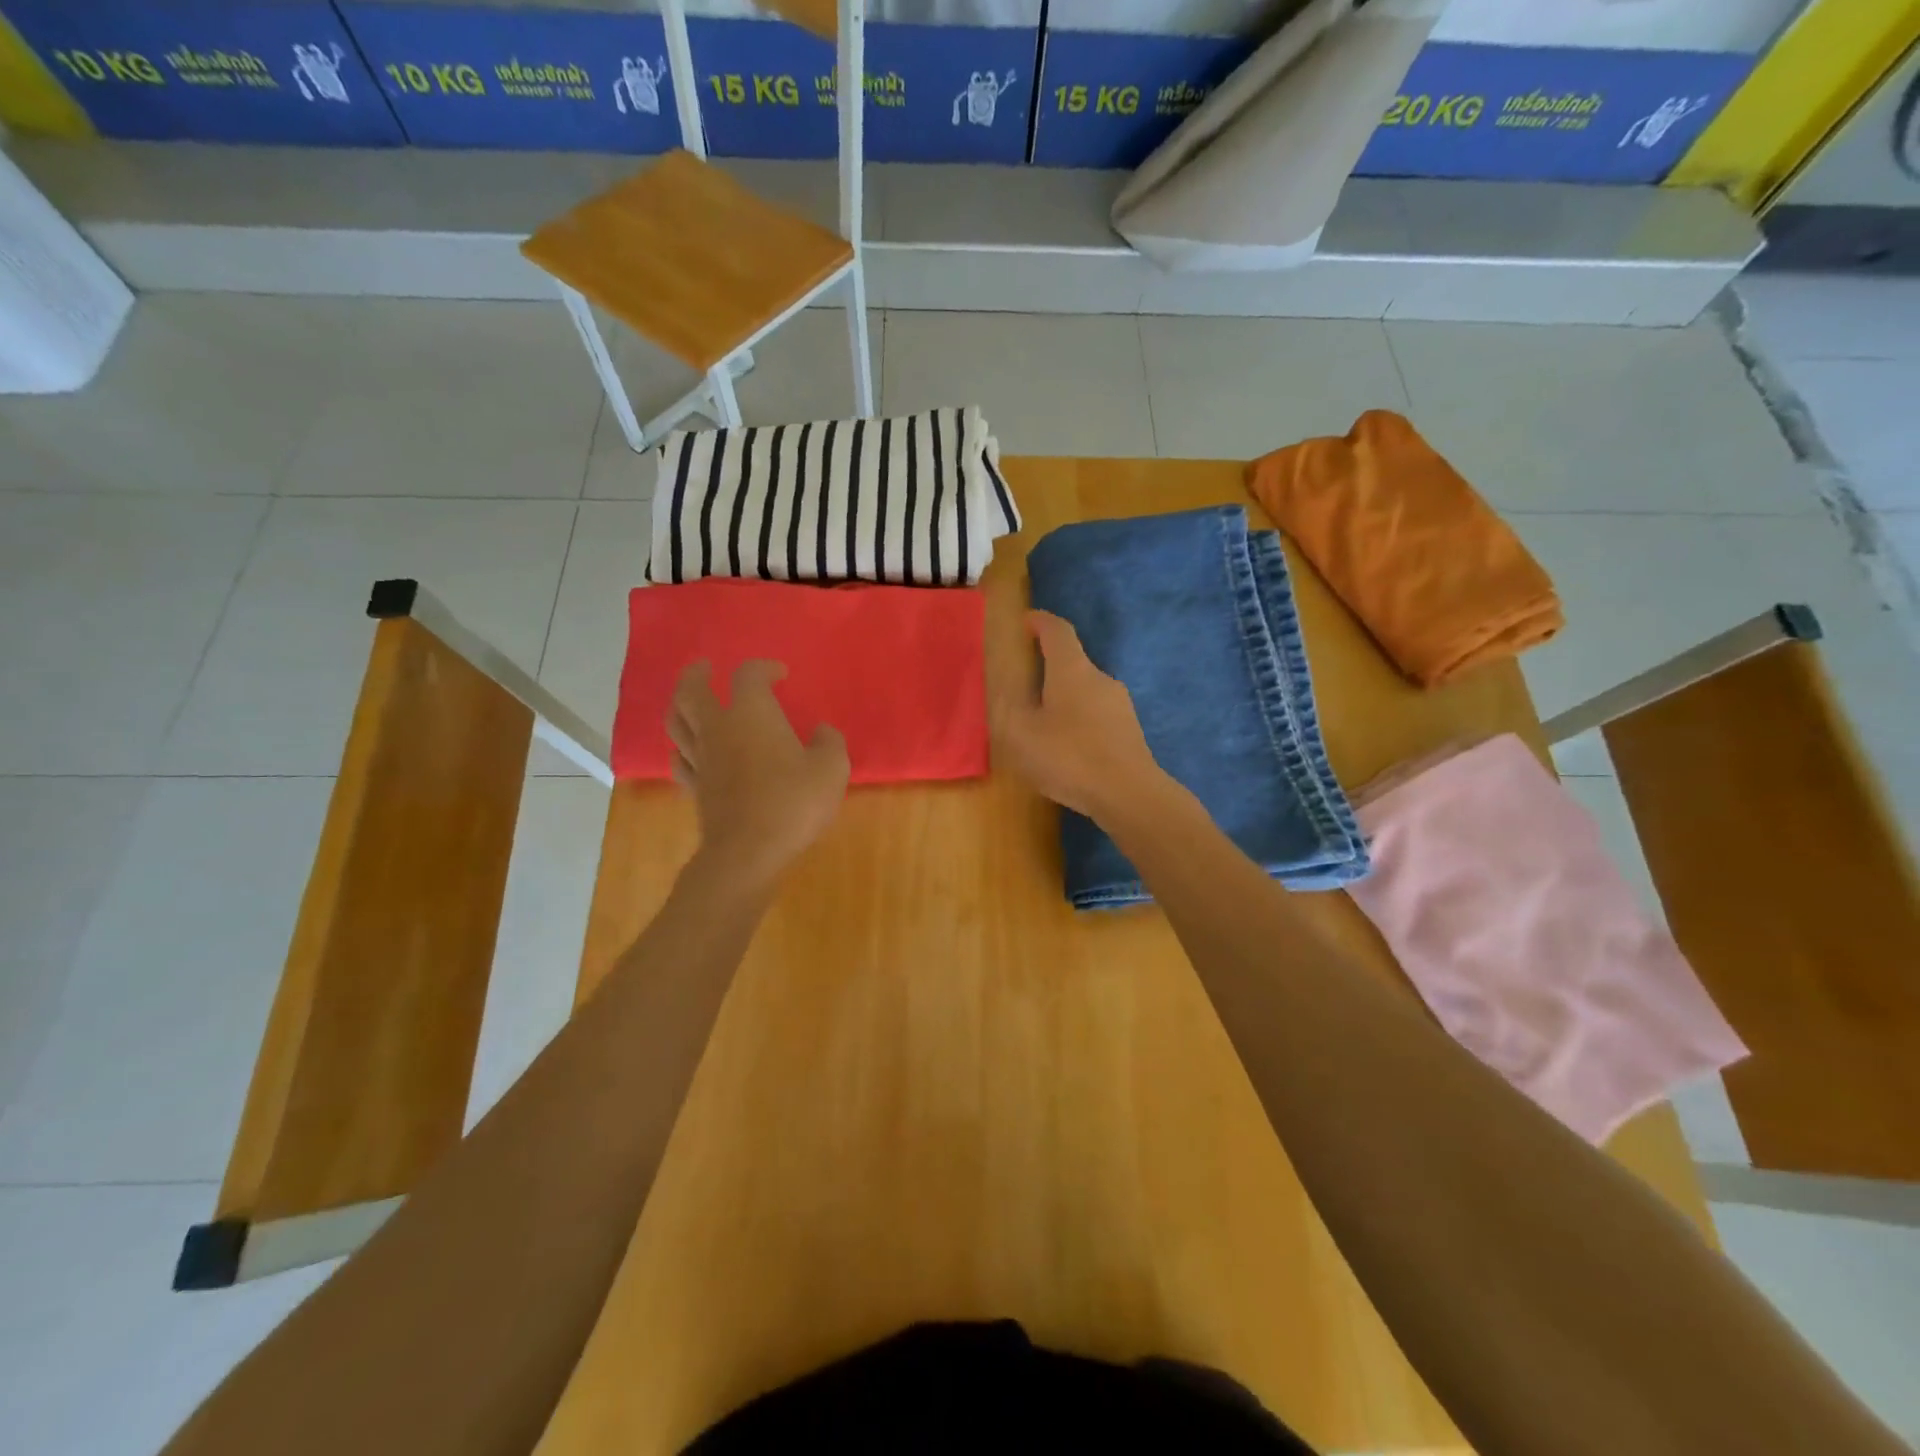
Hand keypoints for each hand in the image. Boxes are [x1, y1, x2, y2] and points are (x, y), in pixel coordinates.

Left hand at [667, 660, 849, 889]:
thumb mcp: (831, 769)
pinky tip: (689, 752)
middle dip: (697, 674)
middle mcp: (719, 729)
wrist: (749, 852)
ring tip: (689, 702)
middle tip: (705, 668)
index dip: (763, 668)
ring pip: (676, 723)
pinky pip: (679, 760)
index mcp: (751, 714)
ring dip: (680, 706)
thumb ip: (829, 743)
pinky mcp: (695, 789)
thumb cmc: (793, 803)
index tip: (780, 674)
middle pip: (691, 691)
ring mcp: (701, 759)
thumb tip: (822, 732)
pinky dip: (682, 749)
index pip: (748, 675)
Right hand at [994, 610, 1166, 822]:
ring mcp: (1119, 704)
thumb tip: (1004, 685)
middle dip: (1046, 668)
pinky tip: (1066, 748)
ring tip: (1040, 724)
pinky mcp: (1128, 730)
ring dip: (1061, 698)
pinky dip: (1077, 720)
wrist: (1128, 794)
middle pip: (1071, 662)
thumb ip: (1007, 705)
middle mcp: (1099, 678)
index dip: (1040, 622)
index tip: (1025, 623)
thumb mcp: (1020, 733)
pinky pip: (1095, 714)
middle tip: (1021, 687)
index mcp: (1072, 670)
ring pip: (1084, 691)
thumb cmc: (1069, 757)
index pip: (1057, 631)